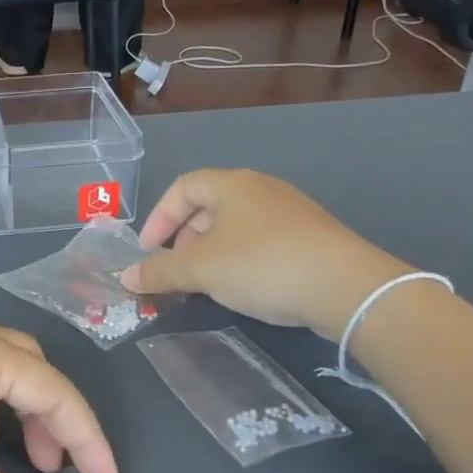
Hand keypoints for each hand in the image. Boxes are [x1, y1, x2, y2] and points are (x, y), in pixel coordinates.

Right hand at [120, 169, 409, 339]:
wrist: (346, 288)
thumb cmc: (262, 265)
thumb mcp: (201, 270)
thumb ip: (160, 271)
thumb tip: (126, 277)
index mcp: (233, 185)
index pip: (183, 188)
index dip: (158, 218)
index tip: (148, 251)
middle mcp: (261, 190)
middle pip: (208, 206)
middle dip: (183, 238)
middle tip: (175, 269)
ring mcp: (290, 213)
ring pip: (234, 226)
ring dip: (210, 252)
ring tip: (204, 283)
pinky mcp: (309, 238)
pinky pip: (260, 241)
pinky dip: (238, 259)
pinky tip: (241, 287)